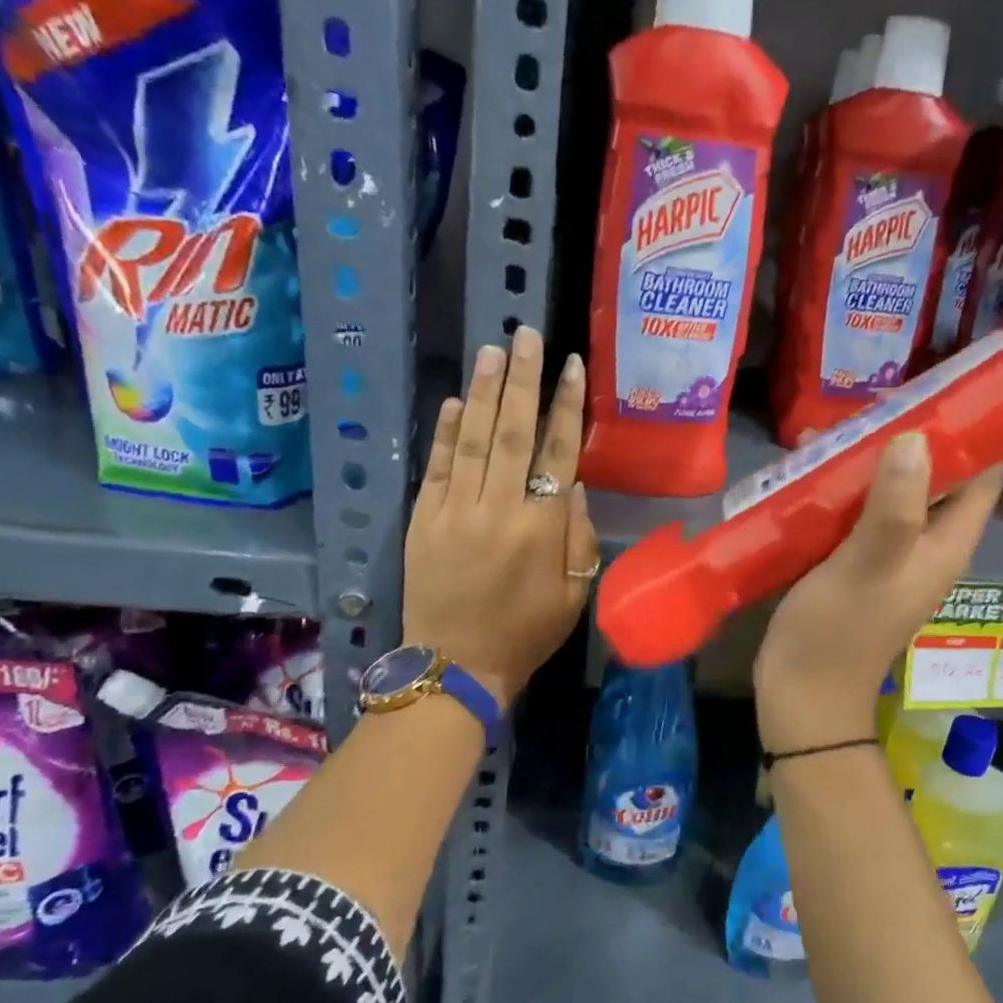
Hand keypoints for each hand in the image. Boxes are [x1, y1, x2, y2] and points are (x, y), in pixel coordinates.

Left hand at [403, 326, 599, 704]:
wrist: (455, 666)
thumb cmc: (526, 634)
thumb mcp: (574, 595)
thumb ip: (578, 536)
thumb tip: (574, 483)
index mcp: (542, 528)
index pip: (558, 452)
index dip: (567, 406)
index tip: (572, 367)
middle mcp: (499, 509)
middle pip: (515, 432)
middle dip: (524, 380)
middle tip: (527, 335)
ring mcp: (456, 511)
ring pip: (475, 440)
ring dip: (486, 393)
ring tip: (494, 350)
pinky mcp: (424, 520)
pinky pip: (438, 467)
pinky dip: (448, 432)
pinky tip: (458, 401)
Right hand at [753, 433, 1001, 753]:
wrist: (801, 697)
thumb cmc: (835, 633)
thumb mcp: (866, 565)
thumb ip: (893, 506)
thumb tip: (916, 437)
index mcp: (945, 544)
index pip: (983, 476)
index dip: (974, 432)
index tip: (943, 389)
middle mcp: (926, 546)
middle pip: (936, 478)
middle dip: (911, 438)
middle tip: (875, 402)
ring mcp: (890, 556)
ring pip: (893, 492)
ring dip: (871, 461)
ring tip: (834, 427)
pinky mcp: (855, 564)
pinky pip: (859, 513)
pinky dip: (843, 487)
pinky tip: (810, 467)